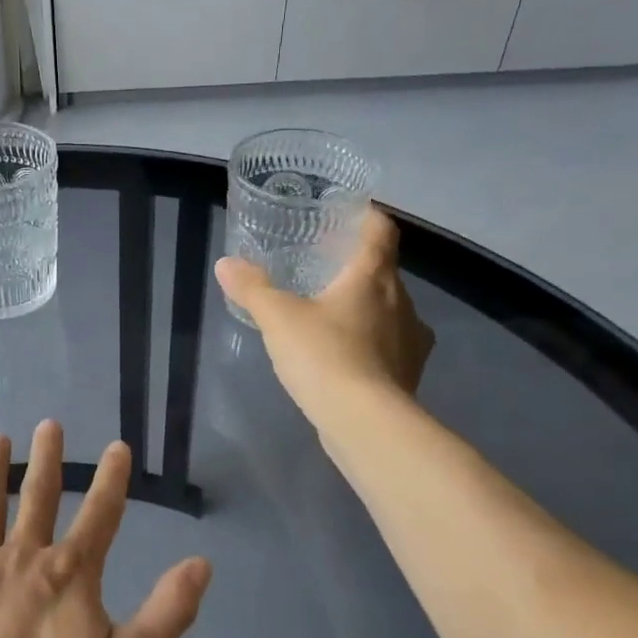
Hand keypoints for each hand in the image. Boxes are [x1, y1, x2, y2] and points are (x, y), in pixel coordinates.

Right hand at [214, 204, 434, 427]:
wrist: (365, 422)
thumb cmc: (324, 356)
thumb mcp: (278, 318)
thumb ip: (253, 288)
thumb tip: (226, 263)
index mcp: (373, 277)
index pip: (381, 232)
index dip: (368, 219)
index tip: (350, 216)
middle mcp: (402, 302)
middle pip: (384, 273)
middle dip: (358, 269)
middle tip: (324, 270)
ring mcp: (411, 341)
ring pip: (390, 312)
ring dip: (366, 309)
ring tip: (332, 316)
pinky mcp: (409, 374)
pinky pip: (390, 347)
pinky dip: (371, 344)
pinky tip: (346, 356)